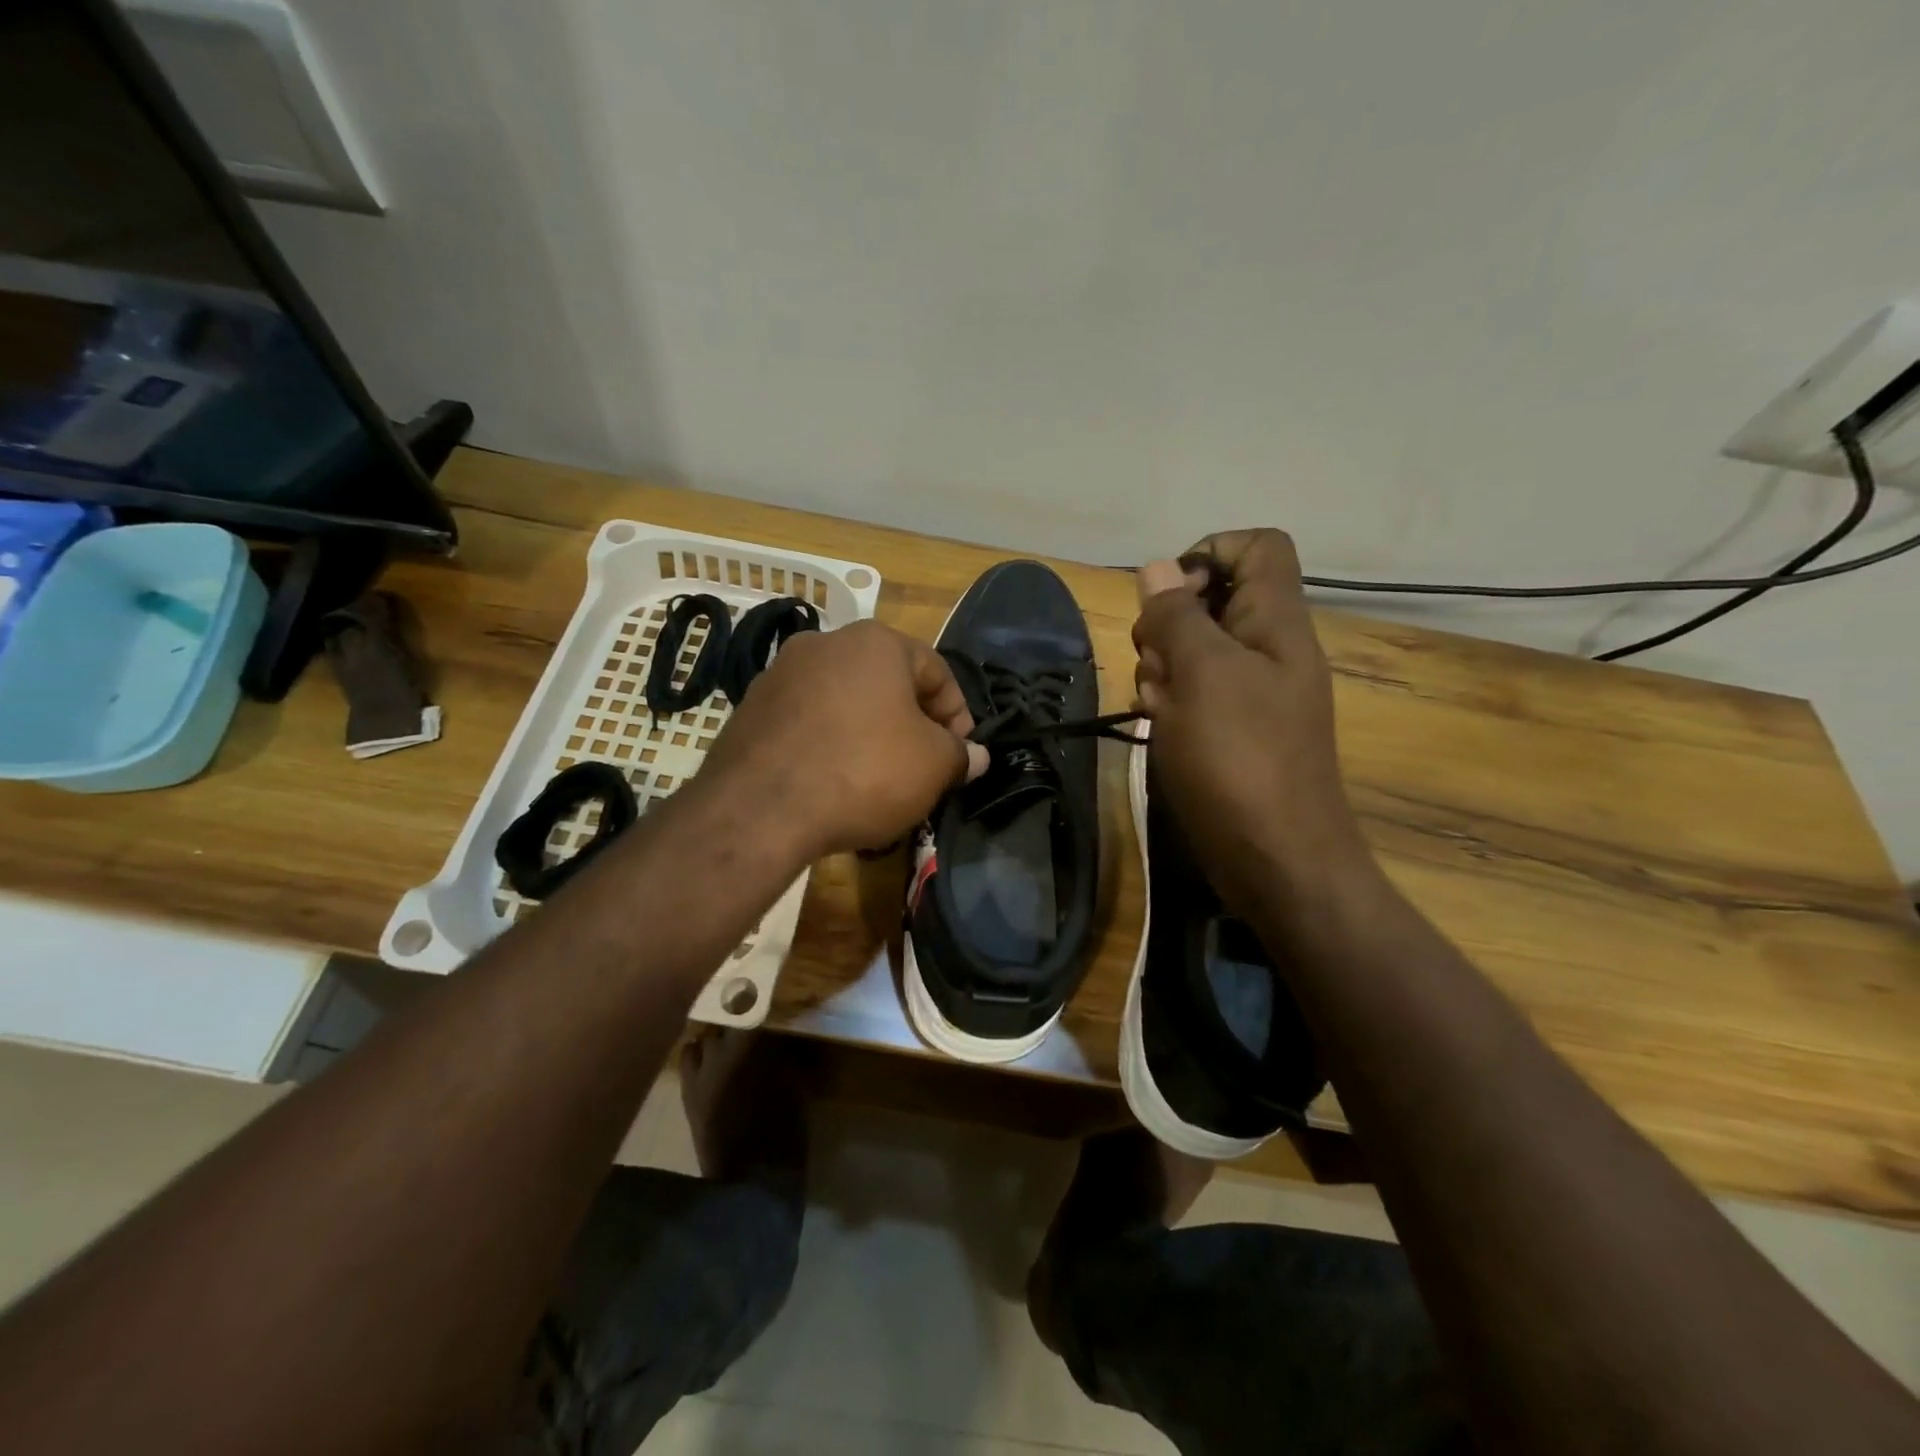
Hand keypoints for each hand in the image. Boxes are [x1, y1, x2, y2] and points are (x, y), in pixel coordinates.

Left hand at [699, 620, 987, 857]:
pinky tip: (832, 783)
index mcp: (876, 642)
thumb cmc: (864, 772)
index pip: (936, 671)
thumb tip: (976, 756)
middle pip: (887, 683)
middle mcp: (825, 643)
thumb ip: (961, 755)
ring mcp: (780, 673)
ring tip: (876, 780)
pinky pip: (807, 723)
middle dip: (910, 724)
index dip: (958, 715)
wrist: (760, 808)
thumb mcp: (932, 766)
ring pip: (845, 702)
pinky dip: (827, 745)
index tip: (960, 755)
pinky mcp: (750, 708)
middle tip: (921, 768)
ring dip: (868, 734)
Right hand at [1133, 529, 1375, 912]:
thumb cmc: (1240, 758)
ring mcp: (1250, 692)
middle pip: (1212, 599)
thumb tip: (1158, 566)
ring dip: (1162, 668)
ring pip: (1193, 650)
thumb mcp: (1202, 674)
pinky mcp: (1231, 730)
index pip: (1258, 547)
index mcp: (1276, 622)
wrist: (1275, 859)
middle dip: (1169, 624)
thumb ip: (1178, 615)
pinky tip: (1162, 729)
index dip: (1209, 552)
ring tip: (1159, 705)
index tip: (1169, 595)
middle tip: (1159, 662)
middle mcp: (1267, 649)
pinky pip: (1193, 695)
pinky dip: (1170, 704)